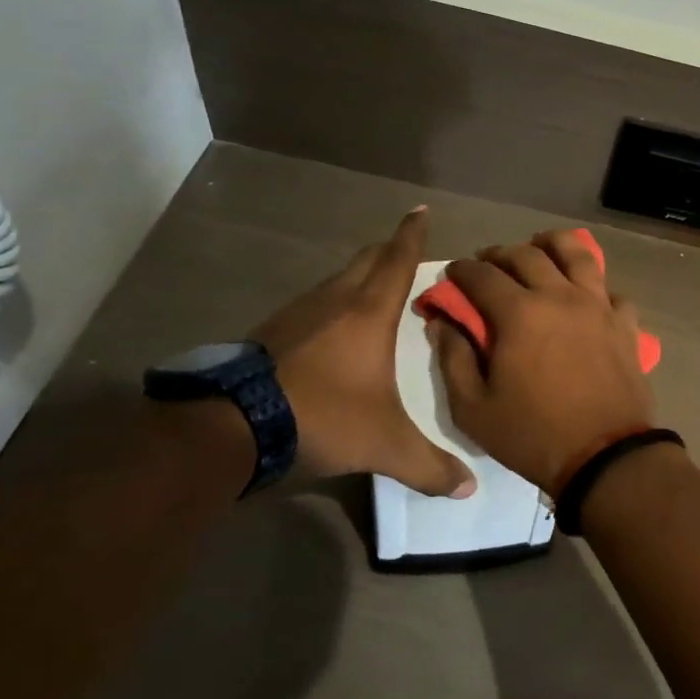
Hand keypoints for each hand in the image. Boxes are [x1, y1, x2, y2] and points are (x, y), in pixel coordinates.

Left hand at [250, 207, 475, 497]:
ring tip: (372, 293)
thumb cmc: (322, 417)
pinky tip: (330, 331)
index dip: (412, 234)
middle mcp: (334, 301)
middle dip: (388, 250)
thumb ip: (428, 466)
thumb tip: (468, 488)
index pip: (397, 260)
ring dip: (357, 278)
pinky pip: (311, 305)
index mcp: (368, 313)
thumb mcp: (383, 445)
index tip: (420, 210)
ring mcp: (296, 314)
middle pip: (366, 260)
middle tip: (405, 252)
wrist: (231, 427)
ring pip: (336, 281)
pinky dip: (330, 305)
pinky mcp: (269, 333)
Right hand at [431, 230, 653, 494]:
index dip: (462, 270)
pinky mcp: (625, 323)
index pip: (482, 275)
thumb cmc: (533, 435)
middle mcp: (560, 296)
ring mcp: (598, 306)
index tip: (453, 273)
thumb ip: (453, 359)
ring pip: (577, 254)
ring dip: (553, 244)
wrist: (605, 456)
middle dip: (500, 253)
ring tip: (540, 248)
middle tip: (488, 262)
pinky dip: (594, 286)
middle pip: (527, 255)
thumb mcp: (474, 409)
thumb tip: (443, 323)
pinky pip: (610, 290)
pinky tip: (586, 294)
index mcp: (519, 313)